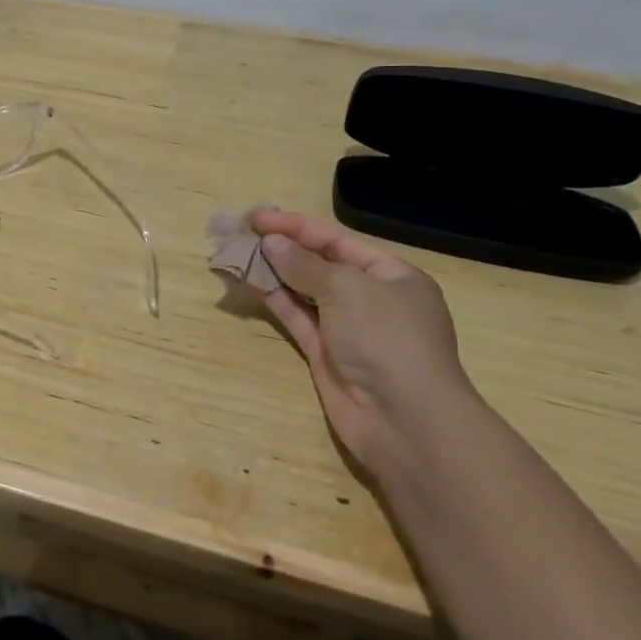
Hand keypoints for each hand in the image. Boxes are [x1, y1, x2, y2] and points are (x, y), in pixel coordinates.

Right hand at [249, 209, 476, 477]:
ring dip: (272, 272)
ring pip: (303, 291)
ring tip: (235, 253)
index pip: (337, 241)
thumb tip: (270, 242)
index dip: (296, 226)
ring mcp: (347, 328)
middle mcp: (371, 299)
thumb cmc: (386, 339)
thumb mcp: (348, 289)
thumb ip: (304, 264)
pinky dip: (274, 299)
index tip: (256, 217)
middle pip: (319, 264)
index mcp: (392, 276)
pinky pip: (296, 317)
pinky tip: (249, 281)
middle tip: (240, 232)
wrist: (405, 422)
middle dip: (282, 248)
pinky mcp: (325, 354)